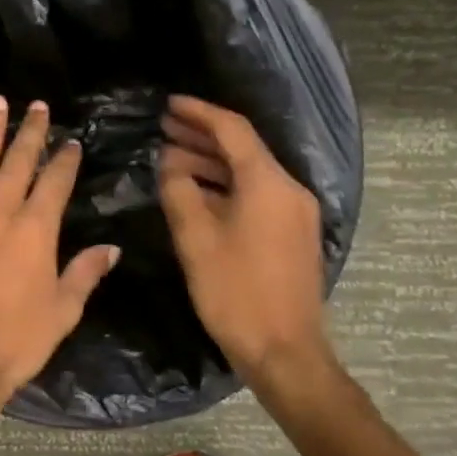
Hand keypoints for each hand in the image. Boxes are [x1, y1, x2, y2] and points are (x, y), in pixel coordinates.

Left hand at [0, 96, 120, 443]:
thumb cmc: (15, 341)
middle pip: (18, 161)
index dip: (66, 159)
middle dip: (31, 131)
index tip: (72, 142)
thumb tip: (111, 248)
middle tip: (37, 106)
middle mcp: (0, 212)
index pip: (55, 181)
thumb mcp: (62, 311)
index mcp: (36, 230)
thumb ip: (84, 273)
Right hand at [157, 95, 333, 401]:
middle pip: (243, 149)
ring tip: (170, 159)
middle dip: (201, 136)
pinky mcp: (291, 234)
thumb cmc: (235, 292)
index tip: (169, 104)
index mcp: (268, 184)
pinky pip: (256, 194)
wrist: (284, 351)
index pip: (232, 130)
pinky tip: (195, 192)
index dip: (199, 113)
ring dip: (211, 163)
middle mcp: (288, 190)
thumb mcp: (195, 239)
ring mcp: (294, 213)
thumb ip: (179, 191)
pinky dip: (225, 186)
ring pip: (249, 173)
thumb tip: (169, 162)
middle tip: (163, 128)